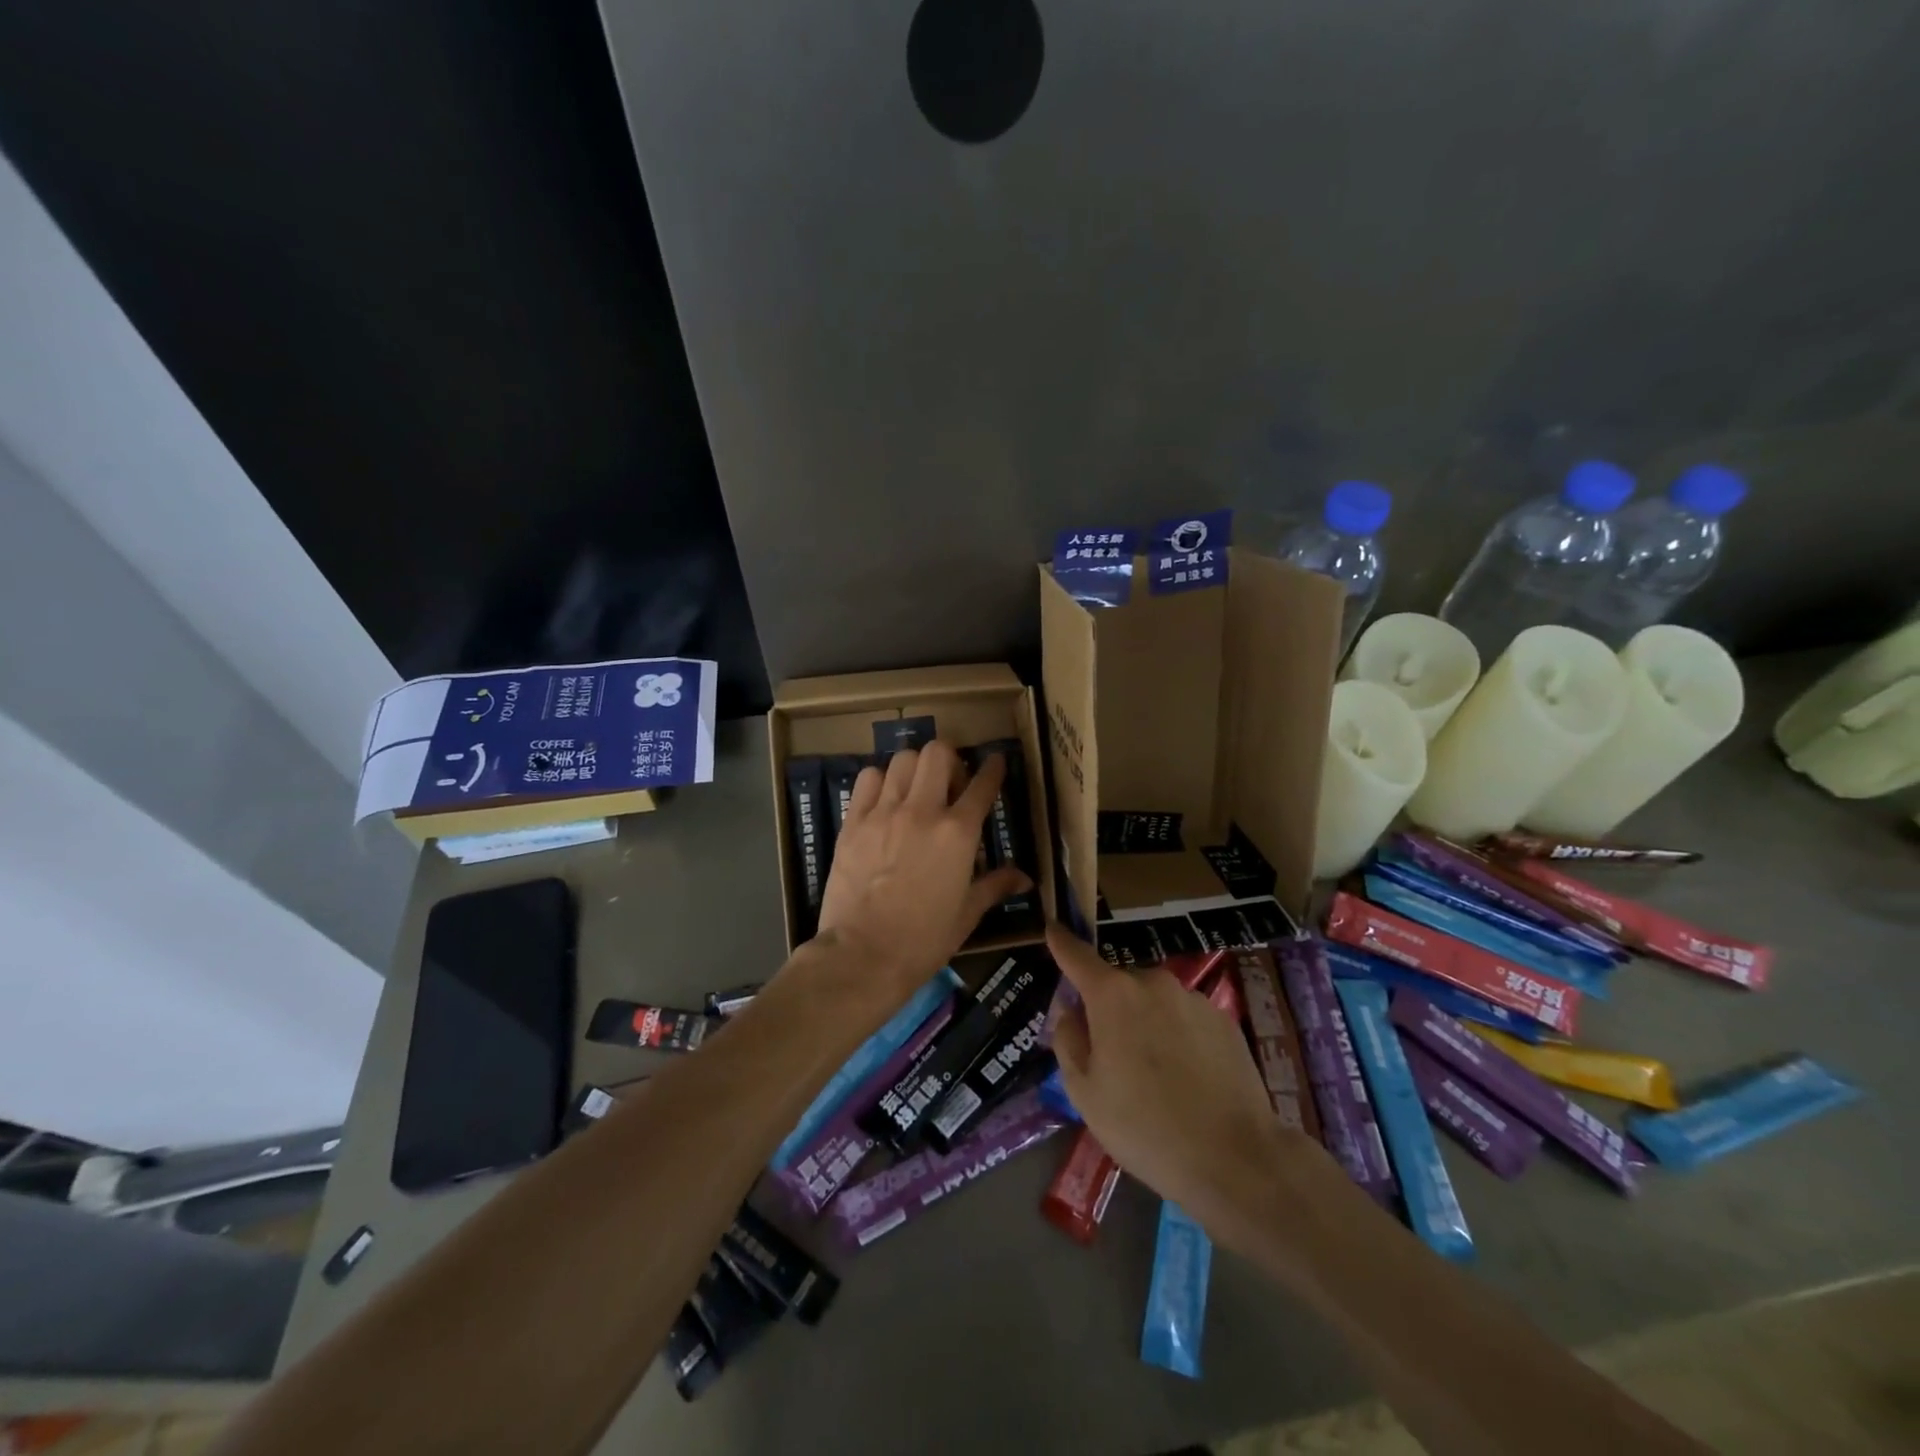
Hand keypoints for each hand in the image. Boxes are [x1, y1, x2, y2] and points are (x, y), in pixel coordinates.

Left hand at [812, 742, 1031, 1007]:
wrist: (863, 956)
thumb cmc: (923, 940)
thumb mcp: (967, 914)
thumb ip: (994, 886)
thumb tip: (1025, 878)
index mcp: (958, 833)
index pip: (982, 785)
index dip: (993, 769)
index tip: (995, 762)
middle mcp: (922, 811)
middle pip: (938, 753)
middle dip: (949, 760)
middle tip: (949, 783)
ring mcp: (883, 813)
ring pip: (902, 760)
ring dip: (914, 768)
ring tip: (915, 789)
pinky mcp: (853, 822)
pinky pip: (867, 779)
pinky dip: (879, 781)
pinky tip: (883, 800)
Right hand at [1049, 926, 1311, 1247]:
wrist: (1233, 1158)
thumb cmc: (1144, 1126)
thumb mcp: (1084, 1092)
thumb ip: (1068, 1041)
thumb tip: (1071, 1012)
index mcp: (1112, 995)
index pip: (1077, 956)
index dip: (1061, 942)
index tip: (1052, 927)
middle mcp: (1153, 982)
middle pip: (1118, 985)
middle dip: (1109, 1007)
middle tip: (1111, 1056)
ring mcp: (1193, 998)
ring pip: (1154, 1002)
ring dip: (1146, 1023)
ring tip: (1155, 1075)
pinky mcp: (1224, 1020)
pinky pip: (1186, 1018)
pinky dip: (1178, 1036)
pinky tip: (1187, 1079)